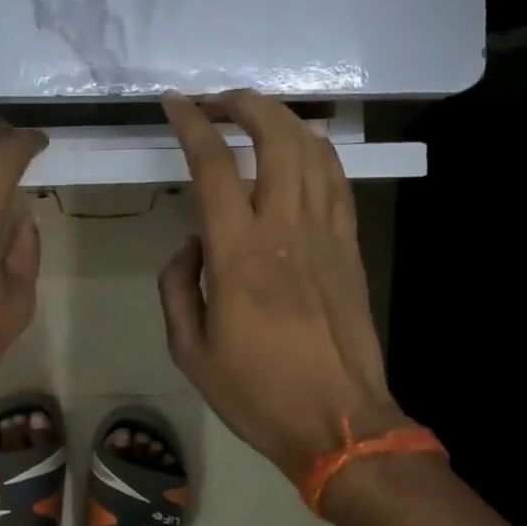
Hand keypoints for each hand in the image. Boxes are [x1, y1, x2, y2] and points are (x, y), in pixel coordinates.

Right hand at [158, 91, 413, 482]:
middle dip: (246, 105)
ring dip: (283, 121)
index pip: (213, 167)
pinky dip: (318, 152)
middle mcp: (285, 230)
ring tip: (256, 117)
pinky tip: (302, 148)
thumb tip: (193, 244)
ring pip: (313, 151)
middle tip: (219, 102)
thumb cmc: (257, 392)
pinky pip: (337, 181)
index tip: (176, 104)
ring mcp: (326, 235)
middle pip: (276, 138)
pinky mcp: (350, 247)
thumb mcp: (190, 351)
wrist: (340, 423)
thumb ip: (178, 286)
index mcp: (239, 255)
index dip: (192, 125)